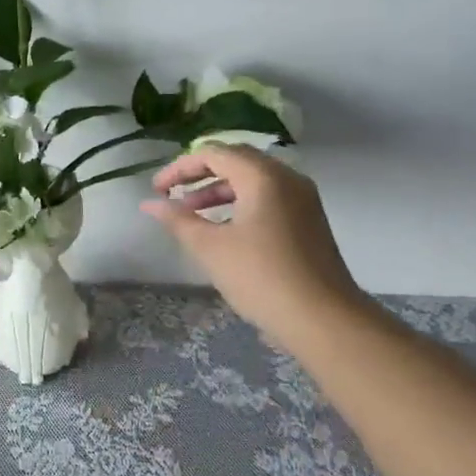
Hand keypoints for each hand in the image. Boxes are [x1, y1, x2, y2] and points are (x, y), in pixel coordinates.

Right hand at [141, 144, 363, 342]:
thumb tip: (150, 204)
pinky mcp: (308, 220)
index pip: (213, 153)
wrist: (325, 321)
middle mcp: (286, 177)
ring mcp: (302, 199)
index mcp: (262, 175)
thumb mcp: (211, 248)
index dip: (180, 168)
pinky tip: (223, 229)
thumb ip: (178, 220)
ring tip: (191, 214)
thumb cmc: (262, 277)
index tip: (157, 190)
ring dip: (218, 190)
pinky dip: (240, 203)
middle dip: (199, 175)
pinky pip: (268, 197)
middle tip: (172, 195)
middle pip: (235, 160)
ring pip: (252, 180)